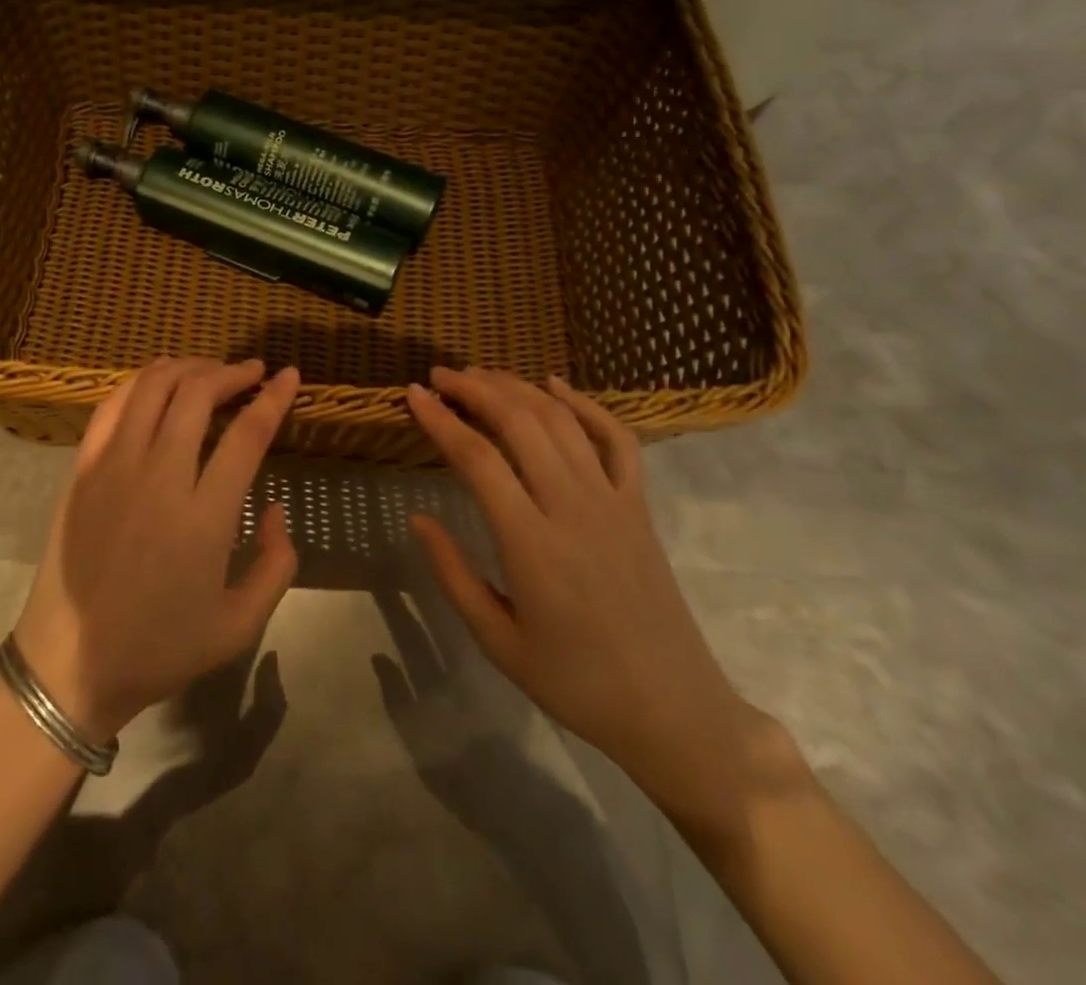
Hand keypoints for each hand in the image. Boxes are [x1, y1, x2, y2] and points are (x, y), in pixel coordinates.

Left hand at [11, 358, 300, 744]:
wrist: (69, 664)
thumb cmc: (159, 648)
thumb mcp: (239, 625)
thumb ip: (277, 564)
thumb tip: (275, 508)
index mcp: (203, 518)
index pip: (247, 435)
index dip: (274, 398)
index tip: (290, 376)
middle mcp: (158, 478)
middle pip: (198, 394)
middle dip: (232, 373)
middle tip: (252, 371)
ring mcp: (113, 468)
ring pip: (153, 387)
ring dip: (188, 368)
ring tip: (210, 371)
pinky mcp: (82, 469)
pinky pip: (113, 405)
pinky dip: (142, 381)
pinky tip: (160, 383)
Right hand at [405, 367, 765, 833]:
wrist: (672, 710)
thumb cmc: (575, 682)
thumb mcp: (497, 640)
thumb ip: (453, 573)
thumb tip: (418, 517)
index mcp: (531, 544)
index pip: (478, 459)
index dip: (441, 420)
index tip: (413, 395)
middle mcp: (572, 508)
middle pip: (521, 423)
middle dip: (475, 389)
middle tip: (440, 376)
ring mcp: (613, 501)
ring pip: (562, 421)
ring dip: (518, 388)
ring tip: (482, 374)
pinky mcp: (639, 506)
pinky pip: (617, 439)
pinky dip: (585, 404)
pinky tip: (555, 385)